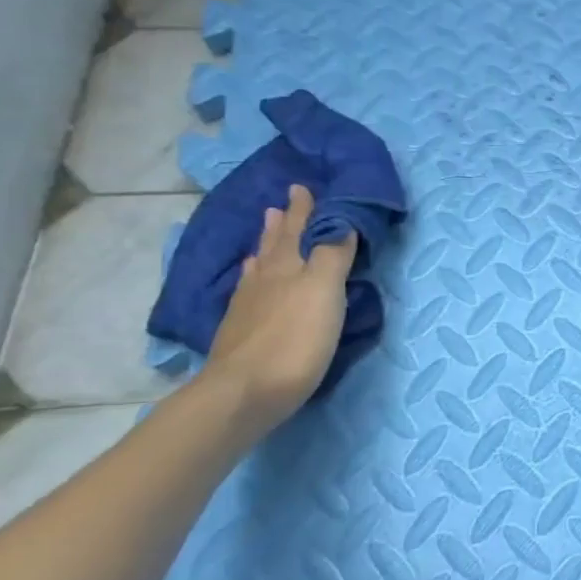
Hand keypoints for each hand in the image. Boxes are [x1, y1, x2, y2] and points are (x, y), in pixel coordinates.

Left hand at [202, 184, 356, 429]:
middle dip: (282, 223)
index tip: (303, 187)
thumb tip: (339, 222)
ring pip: (260, 266)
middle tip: (281, 204)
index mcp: (288, 267)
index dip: (304, 210)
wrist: (245, 392)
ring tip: (266, 230)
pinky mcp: (240, 331)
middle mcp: (265, 280)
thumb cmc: (294, 339)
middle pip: (275, 245)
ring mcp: (248, 306)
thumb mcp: (324, 291)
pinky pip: (249, 290)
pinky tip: (250, 280)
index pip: (300, 230)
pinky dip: (253, 277)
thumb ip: (332, 255)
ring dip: (266, 246)